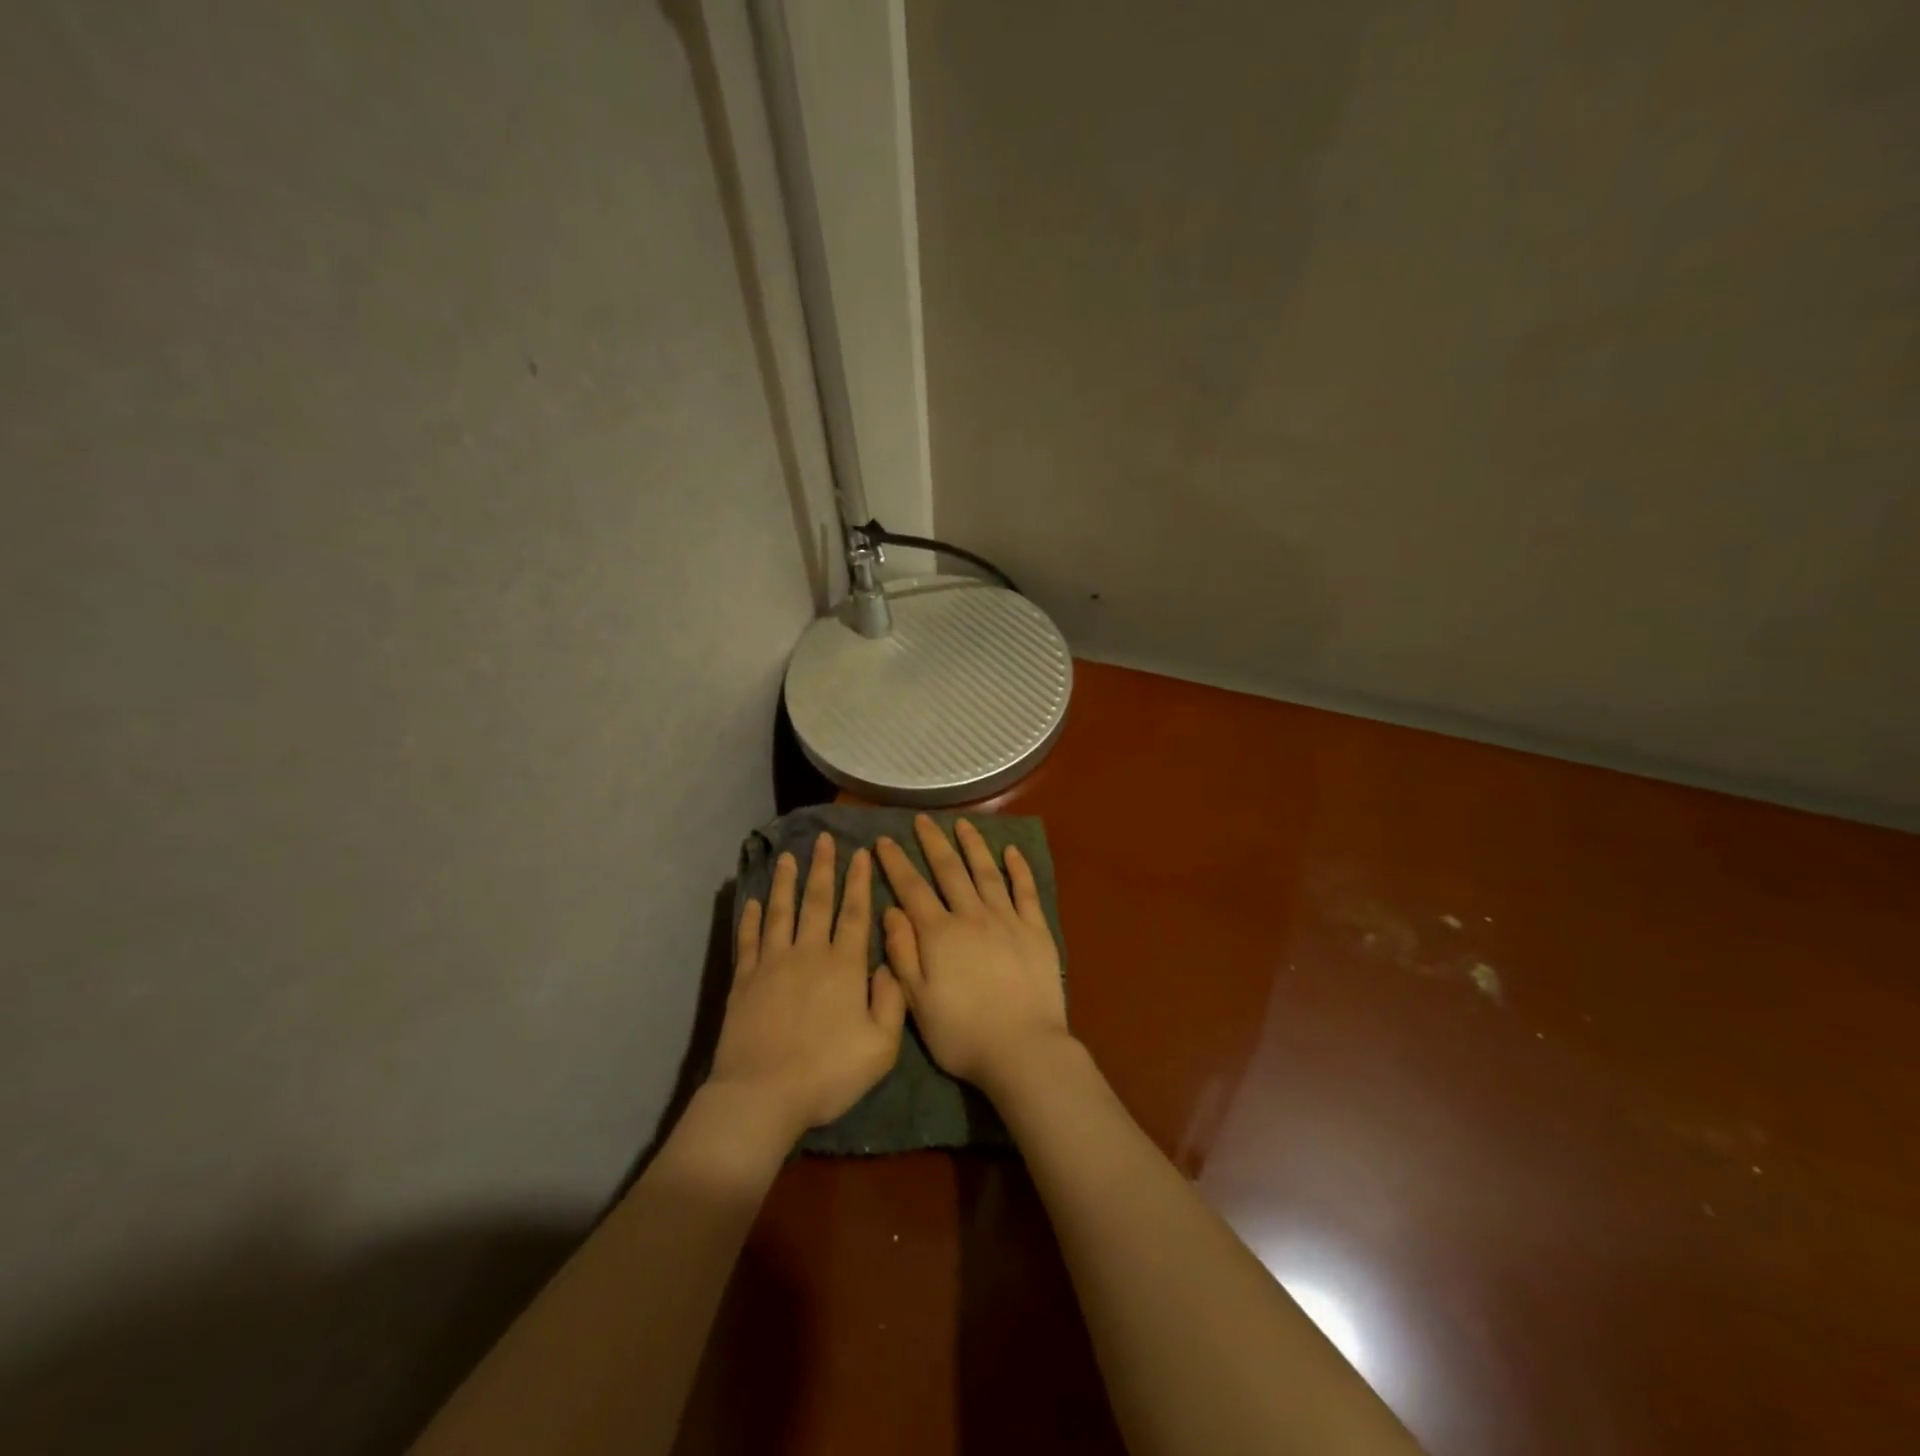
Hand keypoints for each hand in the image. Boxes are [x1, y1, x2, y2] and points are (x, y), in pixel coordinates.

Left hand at [710, 834, 905, 1140]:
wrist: (763, 1095)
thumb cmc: (828, 1073)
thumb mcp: (881, 1046)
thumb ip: (892, 1000)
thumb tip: (888, 963)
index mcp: (844, 966)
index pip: (855, 912)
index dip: (859, 881)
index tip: (861, 852)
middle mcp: (808, 954)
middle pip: (817, 902)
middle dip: (823, 868)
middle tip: (823, 839)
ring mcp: (772, 964)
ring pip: (781, 912)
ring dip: (786, 882)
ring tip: (788, 857)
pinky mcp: (744, 980)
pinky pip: (749, 939)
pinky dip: (752, 917)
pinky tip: (754, 901)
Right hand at [875, 815, 1068, 1097]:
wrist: (1022, 1050)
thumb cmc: (962, 1034)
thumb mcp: (917, 1001)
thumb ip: (902, 953)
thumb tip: (891, 910)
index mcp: (939, 934)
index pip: (912, 888)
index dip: (896, 862)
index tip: (883, 840)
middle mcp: (971, 915)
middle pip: (949, 870)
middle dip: (933, 842)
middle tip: (922, 820)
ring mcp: (1007, 919)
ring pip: (986, 872)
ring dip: (973, 845)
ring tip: (963, 825)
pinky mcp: (1036, 930)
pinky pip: (1026, 890)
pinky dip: (1018, 869)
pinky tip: (1012, 852)